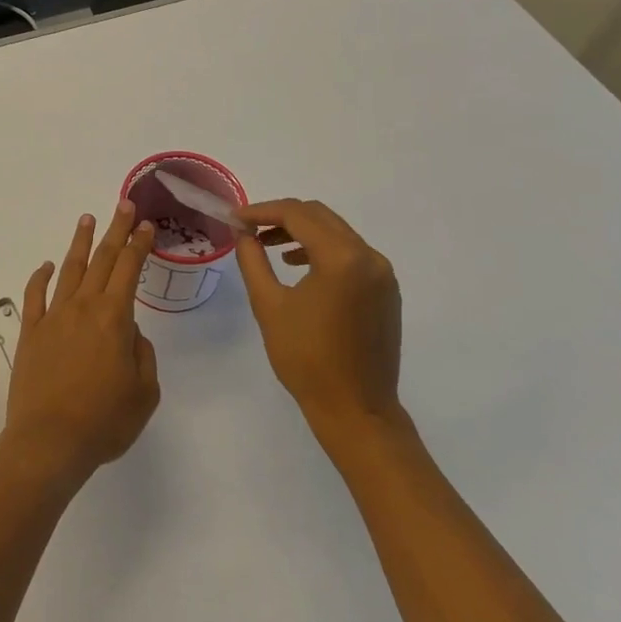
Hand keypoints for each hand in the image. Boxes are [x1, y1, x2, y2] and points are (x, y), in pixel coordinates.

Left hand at [4, 202, 160, 482]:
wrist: (49, 442)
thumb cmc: (104, 421)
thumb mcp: (144, 393)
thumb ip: (142, 354)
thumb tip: (129, 331)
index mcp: (114, 318)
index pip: (129, 269)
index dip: (138, 244)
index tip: (145, 224)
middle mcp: (82, 308)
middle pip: (102, 260)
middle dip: (115, 230)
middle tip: (122, 205)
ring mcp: (52, 317)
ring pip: (69, 270)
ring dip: (80, 243)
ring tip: (87, 219)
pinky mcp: (30, 333)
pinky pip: (35, 296)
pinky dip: (40, 277)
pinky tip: (46, 266)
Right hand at [234, 198, 401, 436]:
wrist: (356, 410)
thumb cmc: (307, 359)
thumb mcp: (269, 305)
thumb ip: (253, 261)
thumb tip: (244, 234)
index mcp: (342, 258)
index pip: (297, 215)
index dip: (261, 211)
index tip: (234, 218)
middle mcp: (369, 257)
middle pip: (320, 216)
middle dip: (281, 217)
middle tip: (248, 228)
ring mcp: (382, 274)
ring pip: (337, 232)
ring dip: (301, 231)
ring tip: (268, 246)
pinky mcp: (386, 290)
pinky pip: (351, 253)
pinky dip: (322, 250)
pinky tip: (299, 266)